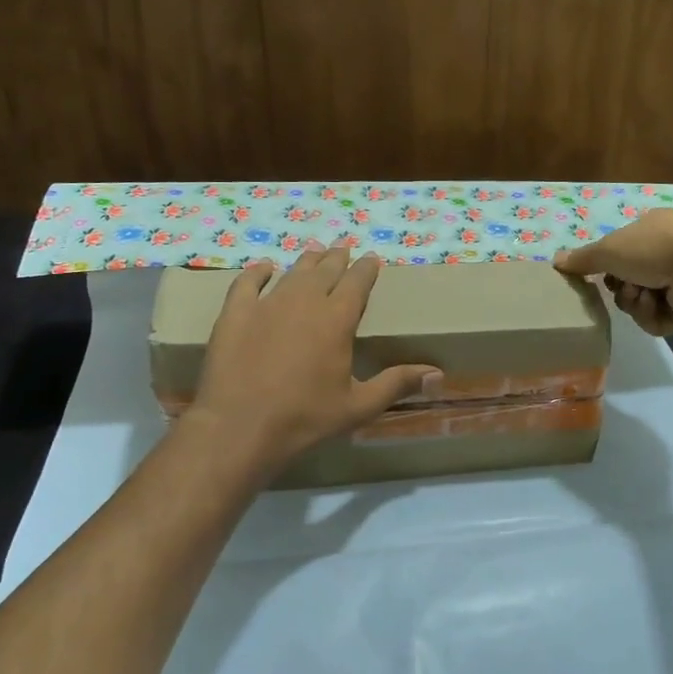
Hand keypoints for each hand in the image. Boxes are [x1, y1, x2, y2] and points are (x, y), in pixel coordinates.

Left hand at [189, 243, 439, 471]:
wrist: (239, 427)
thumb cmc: (305, 418)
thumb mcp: (358, 406)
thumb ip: (396, 384)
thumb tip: (438, 375)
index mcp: (337, 319)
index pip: (357, 283)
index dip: (366, 269)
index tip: (372, 258)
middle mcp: (304, 302)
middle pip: (325, 270)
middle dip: (337, 257)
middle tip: (344, 247)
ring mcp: (266, 305)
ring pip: (292, 273)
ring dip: (307, 261)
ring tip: (315, 251)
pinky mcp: (235, 315)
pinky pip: (247, 283)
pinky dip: (257, 272)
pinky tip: (264, 267)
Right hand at [553, 209, 672, 335]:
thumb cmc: (655, 249)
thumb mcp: (609, 249)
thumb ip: (582, 258)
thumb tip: (555, 260)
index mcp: (654, 227)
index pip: (622, 250)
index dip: (608, 265)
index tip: (602, 274)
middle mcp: (671, 250)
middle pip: (629, 279)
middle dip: (623, 288)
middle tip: (626, 288)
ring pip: (642, 302)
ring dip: (637, 304)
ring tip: (647, 298)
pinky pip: (660, 319)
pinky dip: (655, 317)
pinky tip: (662, 309)